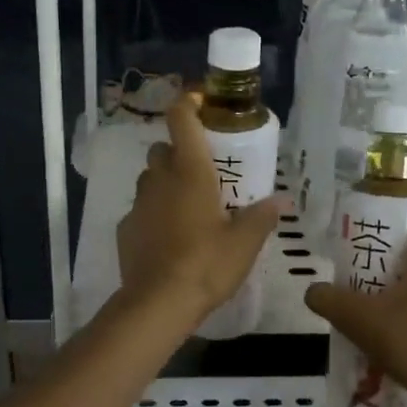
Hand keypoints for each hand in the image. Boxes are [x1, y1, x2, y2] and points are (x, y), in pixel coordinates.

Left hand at [117, 100, 285, 321]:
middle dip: (178, 154)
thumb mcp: (245, 243)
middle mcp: (160, 179)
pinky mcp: (125, 229)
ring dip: (164, 184)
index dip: (188, 104)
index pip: (181, 119)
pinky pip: (140, 211)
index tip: (201, 105)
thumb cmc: (207, 264)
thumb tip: (281, 200)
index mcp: (191, 172)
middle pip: (162, 150)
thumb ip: (262, 217)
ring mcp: (138, 204)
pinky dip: (152, 216)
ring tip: (187, 208)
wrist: (159, 302)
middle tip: (201, 174)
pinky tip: (168, 238)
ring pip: (149, 180)